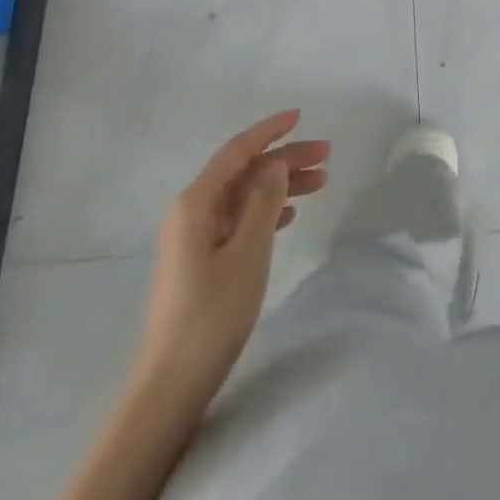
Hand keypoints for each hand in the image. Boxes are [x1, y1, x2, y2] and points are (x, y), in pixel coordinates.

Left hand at [135, 110, 329, 403]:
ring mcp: (195, 238)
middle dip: (284, 159)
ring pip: (244, 196)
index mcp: (196, 203)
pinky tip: (289, 215)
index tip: (300, 116)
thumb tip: (275, 165)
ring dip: (279, 186)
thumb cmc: (212, 314)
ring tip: (320, 183)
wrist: (172, 383)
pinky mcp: (202, 261)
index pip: (237, 151)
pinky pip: (239, 220)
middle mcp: (192, 212)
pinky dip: (265, 211)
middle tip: (327, 155)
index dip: (269, 131)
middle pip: (243, 172)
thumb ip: (264, 202)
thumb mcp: (247, 253)